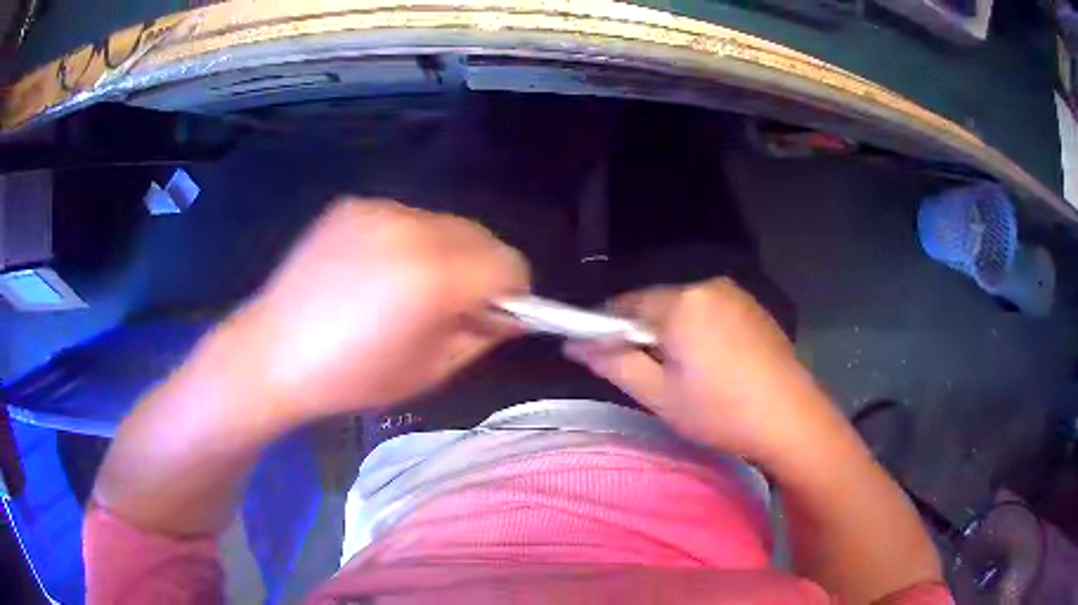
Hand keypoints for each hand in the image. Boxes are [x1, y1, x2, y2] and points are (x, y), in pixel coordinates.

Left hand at [229, 199, 529, 421]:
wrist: (273, 352)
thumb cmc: (351, 377)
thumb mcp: (429, 371)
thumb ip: (481, 335)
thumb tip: (510, 313)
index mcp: (434, 277)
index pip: (508, 264)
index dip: (512, 292)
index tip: (494, 314)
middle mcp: (412, 229)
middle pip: (482, 236)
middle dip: (481, 269)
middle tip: (452, 305)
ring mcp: (380, 211)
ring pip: (444, 225)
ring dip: (445, 253)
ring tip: (407, 288)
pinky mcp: (354, 206)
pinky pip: (404, 219)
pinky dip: (408, 242)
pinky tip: (374, 272)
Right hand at [564, 278, 840, 463]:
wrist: (791, 419)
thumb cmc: (720, 411)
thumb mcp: (660, 395)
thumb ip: (614, 363)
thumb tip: (575, 345)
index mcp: (681, 303)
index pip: (624, 304)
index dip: (609, 330)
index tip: (609, 359)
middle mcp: (708, 286)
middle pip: (657, 304)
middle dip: (646, 334)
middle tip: (653, 376)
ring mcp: (736, 294)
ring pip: (686, 309)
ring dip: (675, 334)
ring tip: (689, 375)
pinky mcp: (754, 308)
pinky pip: (712, 312)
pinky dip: (702, 332)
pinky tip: (717, 366)